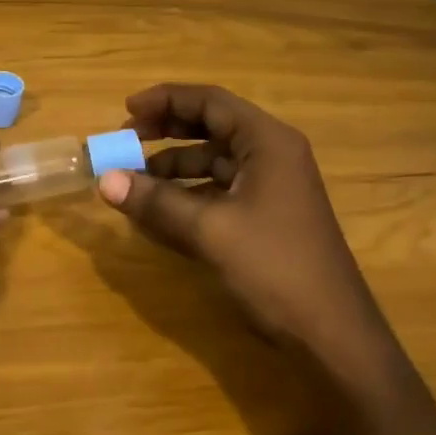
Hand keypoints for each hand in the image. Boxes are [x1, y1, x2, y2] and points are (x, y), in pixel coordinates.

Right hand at [97, 83, 389, 362]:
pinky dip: (188, 193)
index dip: (165, 100)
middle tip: (125, 139)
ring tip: (134, 179)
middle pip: (211, 126)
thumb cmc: (275, 269)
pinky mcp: (266, 216)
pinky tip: (159, 211)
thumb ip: (156, 201)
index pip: (210, 101)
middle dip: (166, 130)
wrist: (331, 334)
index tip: (126, 110)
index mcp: (267, 142)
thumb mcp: (209, 231)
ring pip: (213, 160)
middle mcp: (272, 155)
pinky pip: (219, 190)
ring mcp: (271, 187)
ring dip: (173, 166)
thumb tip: (104, 180)